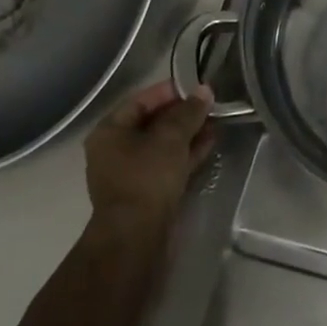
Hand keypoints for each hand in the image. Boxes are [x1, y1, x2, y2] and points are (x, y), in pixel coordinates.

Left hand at [83, 80, 213, 242]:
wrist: (136, 238)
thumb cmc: (146, 178)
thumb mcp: (170, 138)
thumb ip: (188, 112)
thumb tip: (204, 91)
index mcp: (110, 131)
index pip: (141, 100)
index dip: (169, 91)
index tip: (196, 87)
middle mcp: (115, 150)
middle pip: (153, 122)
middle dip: (183, 114)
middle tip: (210, 105)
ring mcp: (131, 173)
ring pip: (163, 145)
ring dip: (188, 134)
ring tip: (216, 122)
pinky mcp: (147, 192)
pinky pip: (168, 164)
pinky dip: (187, 153)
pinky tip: (210, 143)